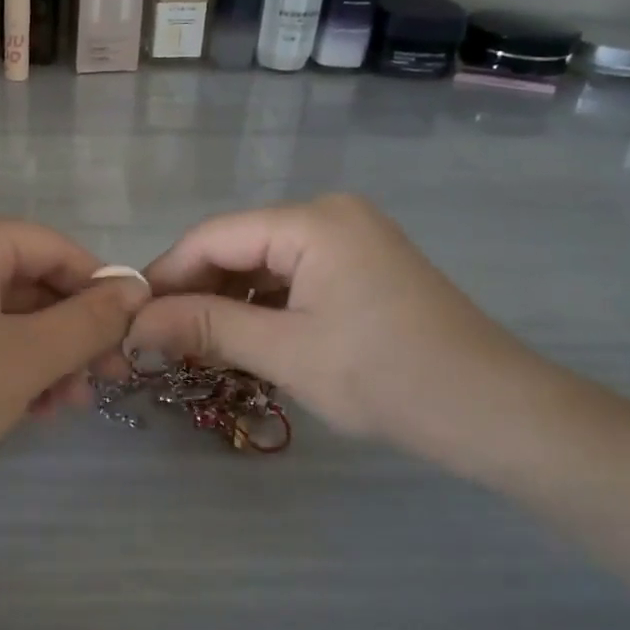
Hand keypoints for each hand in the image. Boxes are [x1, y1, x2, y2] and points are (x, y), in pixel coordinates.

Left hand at [0, 219, 148, 498]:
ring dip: (46, 356)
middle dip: (71, 331)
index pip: (52, 246)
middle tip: (104, 381)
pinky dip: (10, 367)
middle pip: (29, 281)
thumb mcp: (27, 357)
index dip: (97, 286)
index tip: (131, 333)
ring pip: (6, 316)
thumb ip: (88, 321)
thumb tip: (136, 289)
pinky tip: (30, 409)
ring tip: (66, 405)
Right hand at [126, 195, 529, 451]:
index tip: (130, 316)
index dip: (166, 275)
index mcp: (312, 221)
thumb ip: (204, 327)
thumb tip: (134, 322)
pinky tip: (242, 338)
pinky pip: (292, 277)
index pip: (213, 236)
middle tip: (159, 339)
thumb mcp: (285, 352)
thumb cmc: (388, 378)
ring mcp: (349, 239)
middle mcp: (329, 215)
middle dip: (195, 291)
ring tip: (193, 345)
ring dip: (226, 302)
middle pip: (237, 246)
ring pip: (262, 264)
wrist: (499, 415)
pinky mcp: (361, 266)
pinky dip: (262, 306)